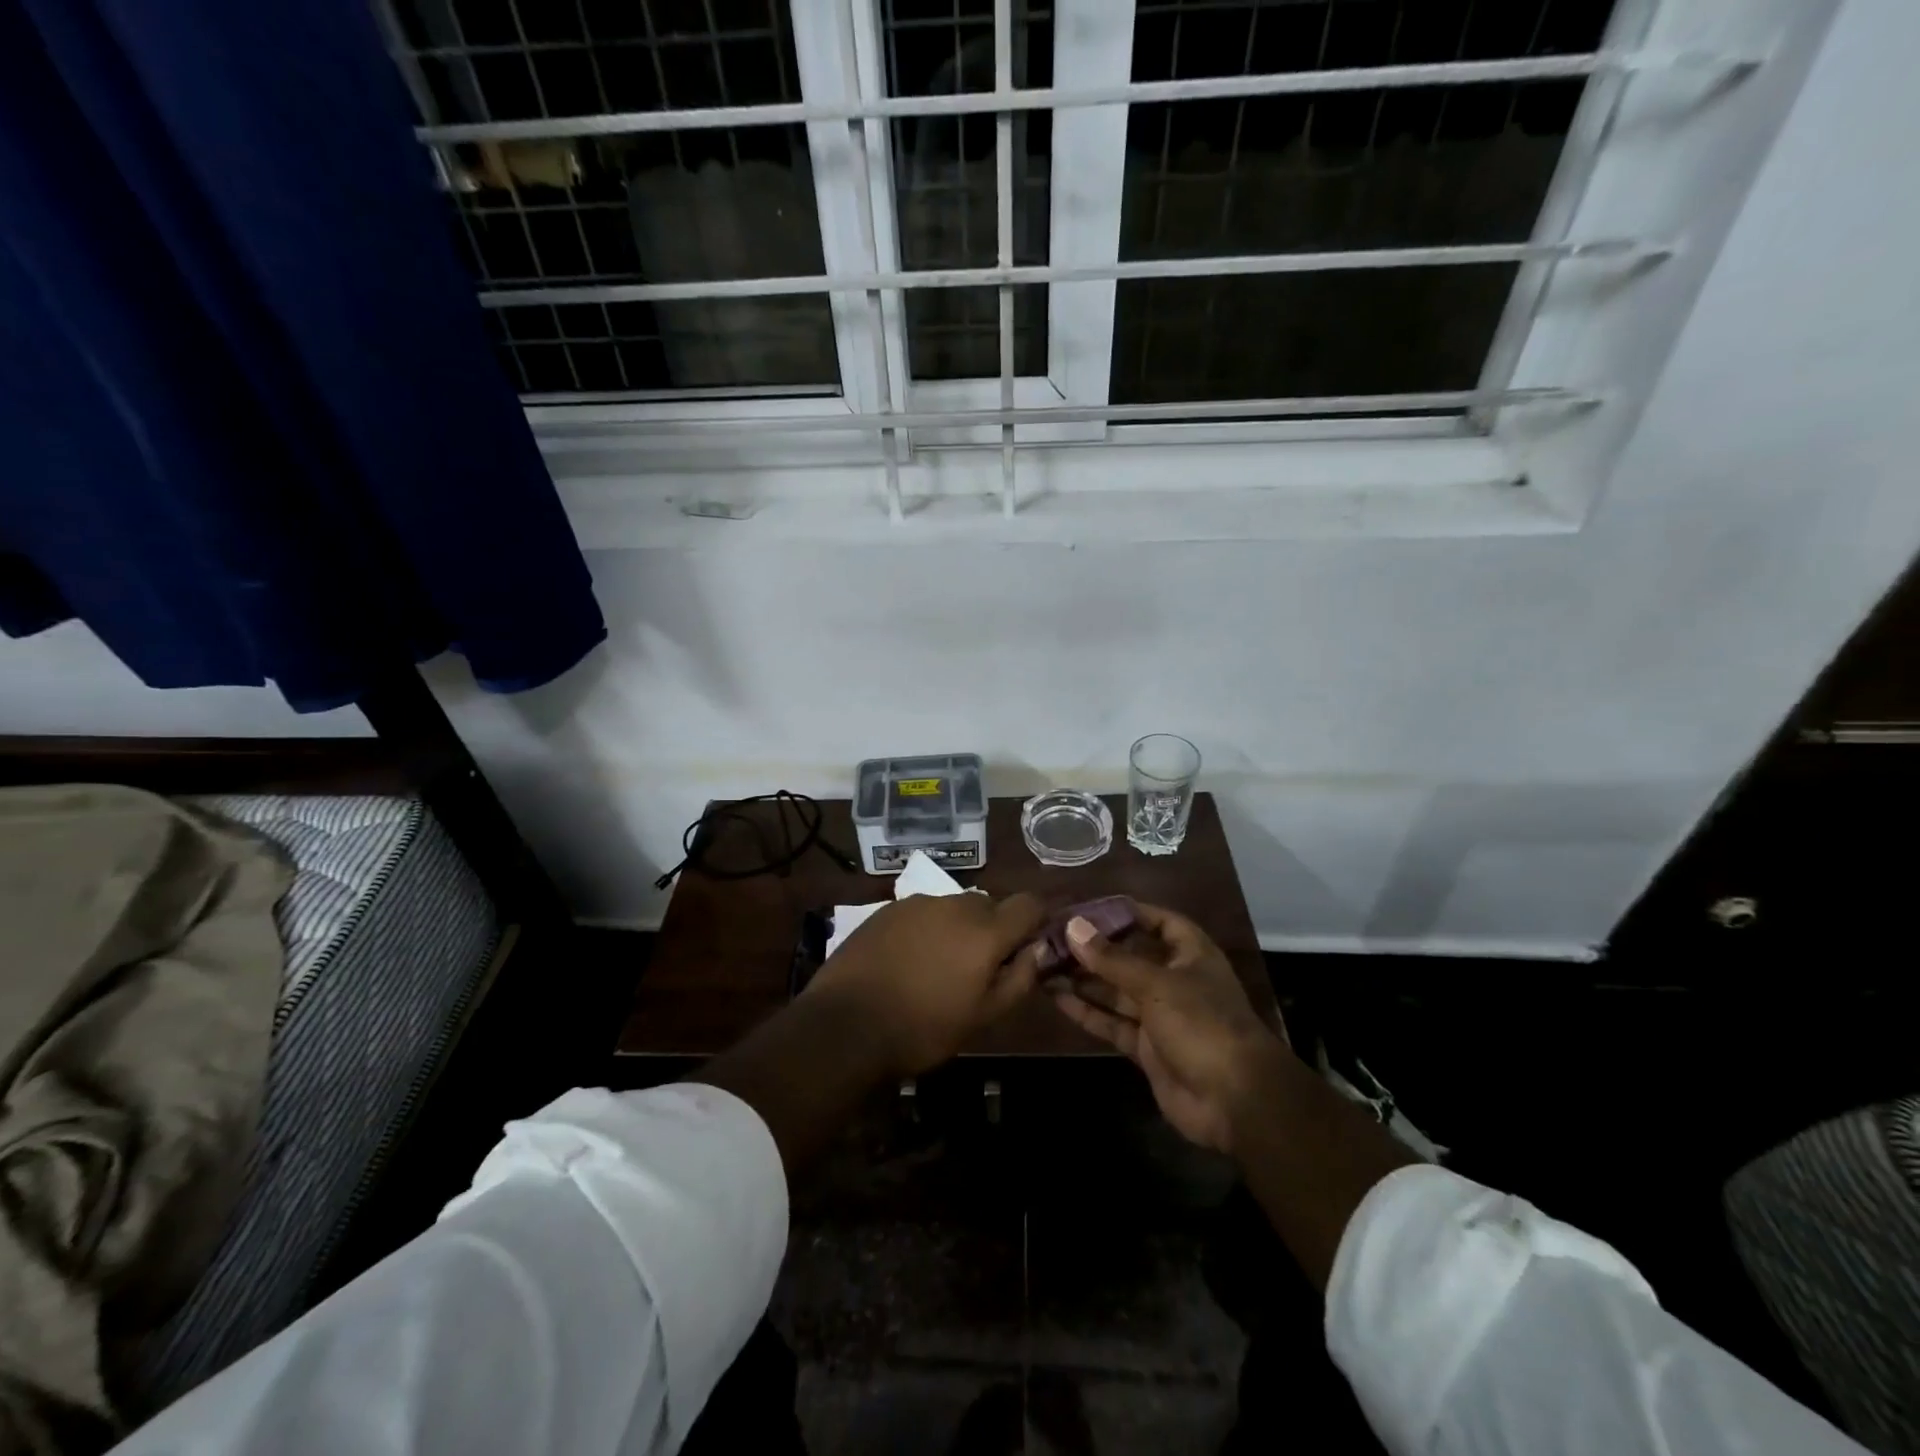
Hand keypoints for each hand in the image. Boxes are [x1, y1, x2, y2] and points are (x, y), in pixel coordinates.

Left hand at [806, 892, 1046, 1076]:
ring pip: (953, 908)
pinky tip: (907, 961)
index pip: (1028, 904)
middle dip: (992, 930)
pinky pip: (921, 913)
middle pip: (989, 905)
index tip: (1026, 947)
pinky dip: (925, 930)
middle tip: (978, 968)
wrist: (845, 1024)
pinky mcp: (886, 909)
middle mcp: (954, 905)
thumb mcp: (983, 1017)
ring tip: (937, 967)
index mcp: (985, 930)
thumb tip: (1036, 950)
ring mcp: (917, 904)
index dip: (1034, 922)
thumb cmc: (923, 1028)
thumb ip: (1019, 979)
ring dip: (957, 929)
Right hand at [1051, 902, 1289, 1154]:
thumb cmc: (1202, 1024)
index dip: (1128, 912)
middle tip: (1053, 937)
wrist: (1234, 1101)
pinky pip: (1112, 1022)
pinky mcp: (1146, 1048)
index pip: (1159, 922)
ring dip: (1084, 979)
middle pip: (1130, 957)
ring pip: (1116, 991)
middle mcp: (1175, 980)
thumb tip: (1074, 927)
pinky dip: (1087, 1011)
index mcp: (1191, 955)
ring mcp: (1160, 1016)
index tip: (1089, 908)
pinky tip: (1056, 996)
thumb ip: (1112, 959)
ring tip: (1044, 963)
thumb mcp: (1156, 984)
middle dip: (1095, 949)